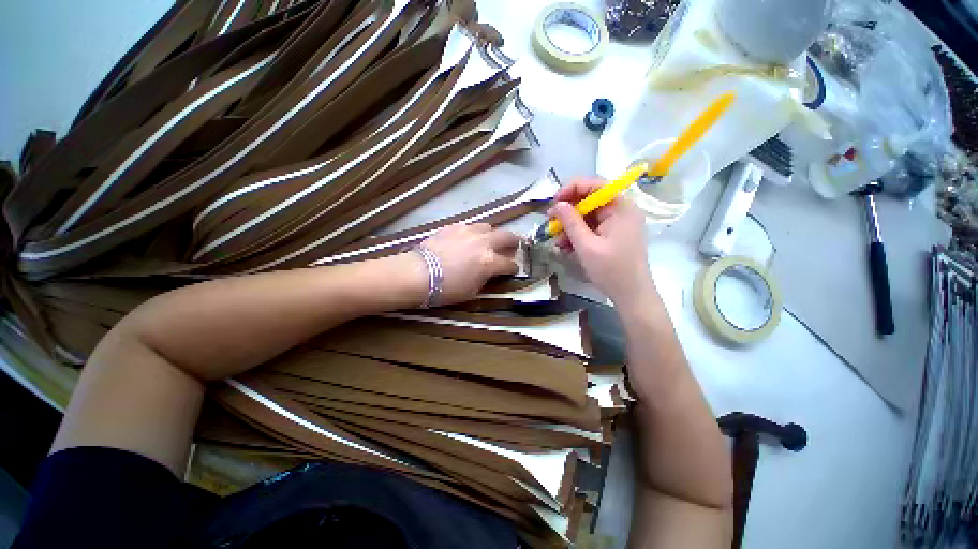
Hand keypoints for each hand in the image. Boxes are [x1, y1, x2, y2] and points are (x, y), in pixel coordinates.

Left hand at [418, 223, 519, 304]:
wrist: (417, 274)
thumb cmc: (446, 289)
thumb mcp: (472, 291)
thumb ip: (486, 279)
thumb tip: (491, 272)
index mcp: (489, 262)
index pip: (510, 264)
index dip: (513, 268)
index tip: (512, 270)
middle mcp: (483, 242)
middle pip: (507, 236)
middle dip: (514, 242)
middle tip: (514, 246)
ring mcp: (468, 231)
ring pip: (488, 227)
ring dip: (492, 234)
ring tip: (488, 241)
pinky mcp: (453, 227)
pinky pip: (469, 227)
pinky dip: (473, 233)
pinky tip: (467, 240)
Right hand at [550, 179, 652, 304]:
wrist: (631, 295)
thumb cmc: (612, 270)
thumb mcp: (586, 246)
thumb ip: (571, 222)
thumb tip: (557, 204)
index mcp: (621, 207)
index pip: (595, 185)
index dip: (571, 189)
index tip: (554, 203)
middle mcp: (620, 210)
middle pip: (589, 201)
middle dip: (568, 212)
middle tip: (550, 223)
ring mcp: (616, 223)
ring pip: (587, 216)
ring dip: (569, 226)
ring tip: (557, 241)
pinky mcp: (612, 234)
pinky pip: (591, 228)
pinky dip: (577, 235)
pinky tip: (565, 246)